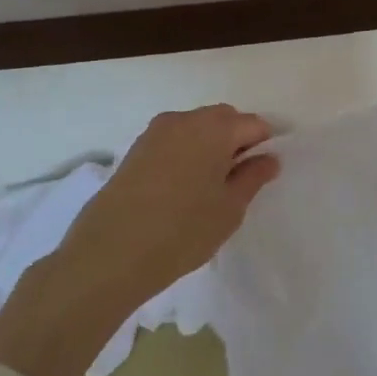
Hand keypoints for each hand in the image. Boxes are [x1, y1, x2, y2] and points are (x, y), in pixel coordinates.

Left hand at [0, 106, 278, 375]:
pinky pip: (173, 141)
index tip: (263, 174)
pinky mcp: (134, 150)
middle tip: (238, 181)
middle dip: (237, 141)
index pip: (254, 124)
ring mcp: (155, 133)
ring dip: (209, 147)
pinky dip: (185, 154)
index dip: (264, 146)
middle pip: (224, 119)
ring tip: (208, 188)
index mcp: (215, 128)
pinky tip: (181, 189)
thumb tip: (269, 158)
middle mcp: (185, 120)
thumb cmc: (181, 232)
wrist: (107, 256)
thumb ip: (253, 177)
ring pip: (196, 129)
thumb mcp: (229, 209)